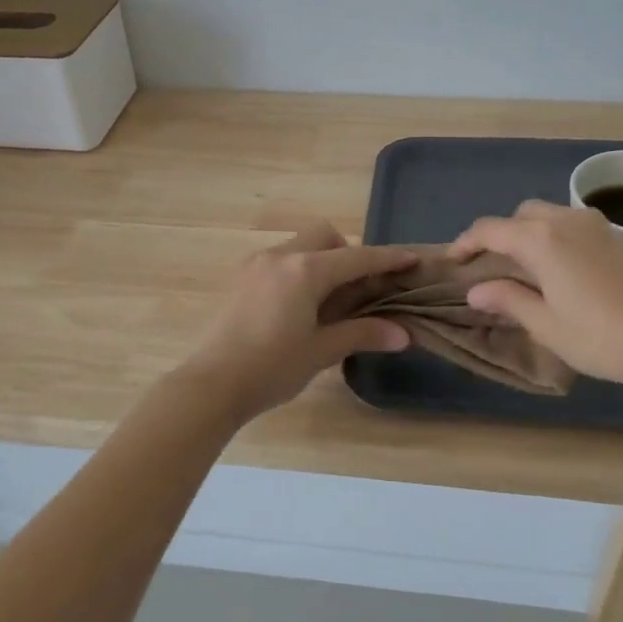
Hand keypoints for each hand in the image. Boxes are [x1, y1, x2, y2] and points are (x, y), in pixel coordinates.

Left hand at [180, 224, 415, 423]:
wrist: (210, 384)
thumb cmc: (271, 368)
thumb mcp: (320, 351)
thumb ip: (362, 334)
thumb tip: (403, 334)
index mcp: (304, 270)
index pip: (356, 257)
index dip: (387, 258)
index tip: (412, 258)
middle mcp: (280, 256)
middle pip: (324, 237)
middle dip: (348, 253)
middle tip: (358, 289)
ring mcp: (256, 264)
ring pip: (300, 246)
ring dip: (322, 261)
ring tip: (328, 301)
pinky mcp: (241, 278)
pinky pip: (280, 260)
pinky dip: (299, 271)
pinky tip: (299, 306)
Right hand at [448, 200, 622, 392]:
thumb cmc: (601, 337)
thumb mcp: (546, 325)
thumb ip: (508, 300)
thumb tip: (476, 291)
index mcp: (540, 239)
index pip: (490, 230)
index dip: (466, 243)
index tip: (452, 262)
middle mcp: (565, 221)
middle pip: (519, 216)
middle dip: (498, 235)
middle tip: (487, 267)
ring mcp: (594, 226)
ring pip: (546, 215)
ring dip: (526, 233)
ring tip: (520, 268)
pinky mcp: (615, 237)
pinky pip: (569, 224)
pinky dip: (551, 237)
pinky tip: (556, 268)